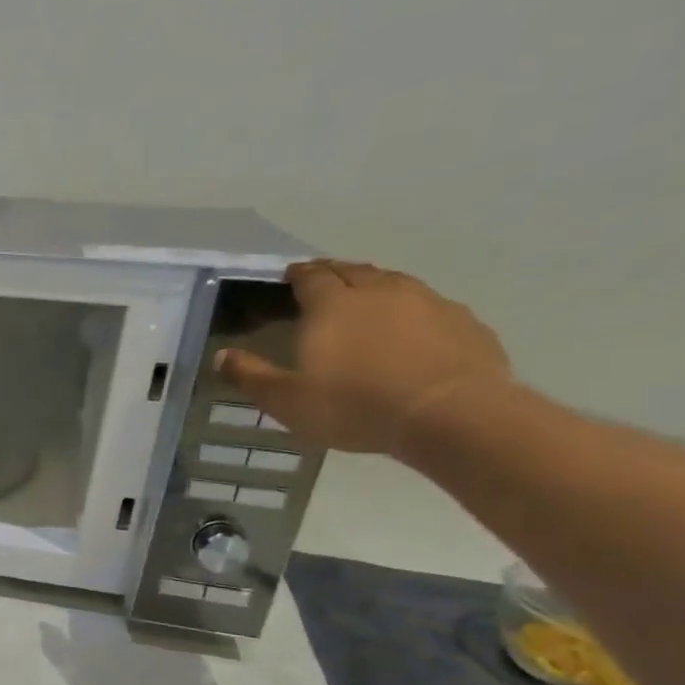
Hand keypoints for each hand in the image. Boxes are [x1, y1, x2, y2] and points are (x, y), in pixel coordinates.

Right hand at [216, 260, 511, 454]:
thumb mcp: (285, 399)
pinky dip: (411, 308)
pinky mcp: (463, 321)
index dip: (297, 274)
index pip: (311, 276)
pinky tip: (410, 327)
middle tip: (322, 281)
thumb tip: (221, 355)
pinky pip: (429, 304)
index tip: (288, 276)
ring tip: (365, 298)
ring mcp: (427, 302)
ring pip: (394, 281)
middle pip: (353, 270)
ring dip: (374, 285)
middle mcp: (379, 292)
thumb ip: (250, 375)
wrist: (450, 414)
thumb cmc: (354, 405)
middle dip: (334, 272)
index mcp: (332, 305)